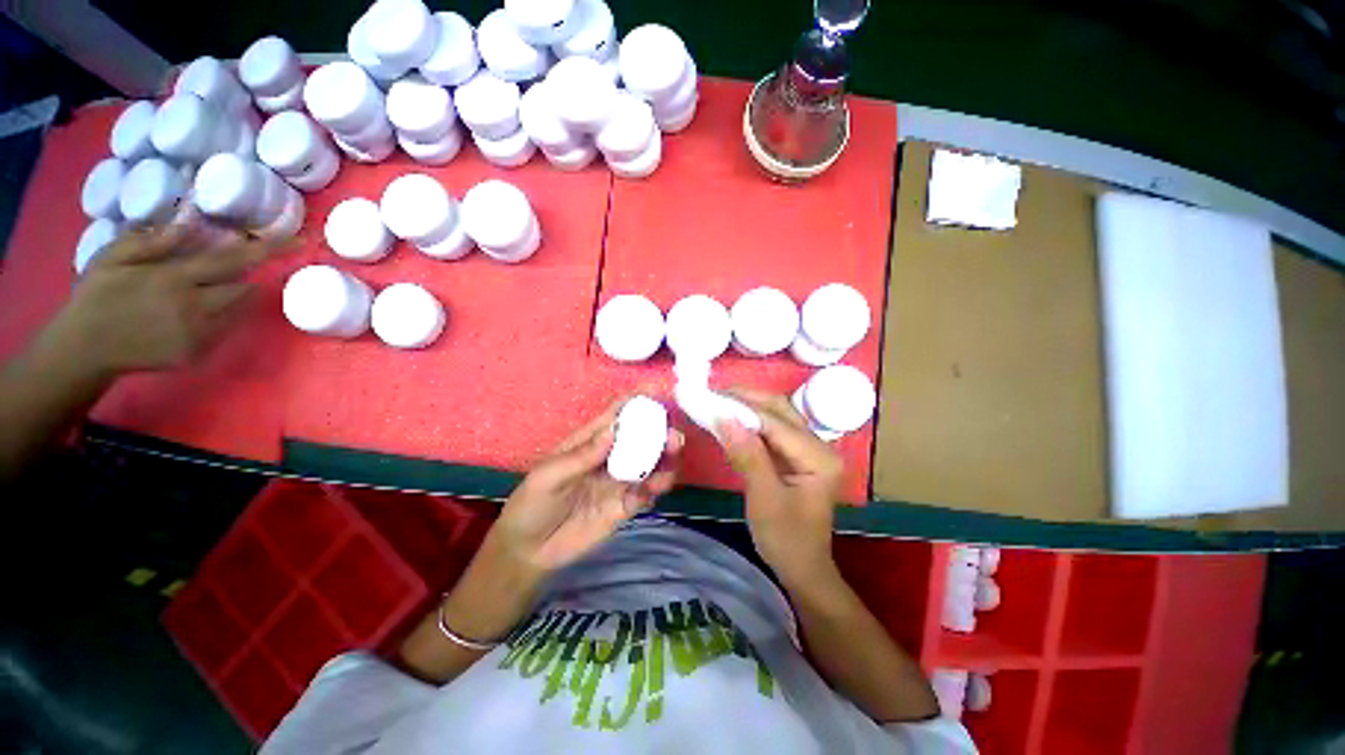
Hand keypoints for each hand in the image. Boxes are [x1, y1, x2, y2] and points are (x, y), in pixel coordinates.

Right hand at [45, 223, 271, 379]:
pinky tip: (185, 314)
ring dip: (230, 296)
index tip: (302, 241)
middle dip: (241, 276)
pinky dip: (217, 317)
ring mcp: (199, 334)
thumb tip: (190, 219)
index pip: (234, 259)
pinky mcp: (198, 353)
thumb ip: (154, 240)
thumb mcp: (114, 257)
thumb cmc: (96, 296)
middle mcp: (195, 307)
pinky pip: (222, 329)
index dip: (270, 249)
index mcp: (174, 279)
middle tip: (221, 269)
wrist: (84, 348)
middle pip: (242, 288)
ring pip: (236, 309)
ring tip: (192, 292)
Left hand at [487, 398, 682, 574]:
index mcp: (591, 441)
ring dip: (665, 460)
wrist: (529, 551)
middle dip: (660, 433)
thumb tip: (614, 430)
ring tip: (670, 464)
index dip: (637, 401)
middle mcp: (610, 457)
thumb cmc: (532, 503)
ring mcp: (619, 481)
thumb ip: (582, 456)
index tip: (659, 394)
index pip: (617, 414)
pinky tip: (655, 489)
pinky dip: (656, 488)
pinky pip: (647, 493)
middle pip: (641, 438)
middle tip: (674, 438)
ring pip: (650, 464)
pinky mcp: (625, 506)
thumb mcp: (549, 477)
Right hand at [717, 390, 843, 588]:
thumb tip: (725, 418)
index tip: (711, 399)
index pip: (776, 423)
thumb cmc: (786, 540)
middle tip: (712, 394)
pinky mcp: (795, 454)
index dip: (743, 409)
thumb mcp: (764, 499)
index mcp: (819, 457)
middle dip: (746, 399)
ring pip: (775, 415)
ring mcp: (808, 448)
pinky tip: (731, 419)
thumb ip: (747, 456)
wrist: (802, 567)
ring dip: (747, 406)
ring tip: (717, 401)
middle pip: (780, 410)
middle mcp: (819, 445)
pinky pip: (771, 428)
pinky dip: (749, 421)